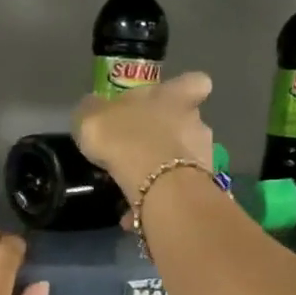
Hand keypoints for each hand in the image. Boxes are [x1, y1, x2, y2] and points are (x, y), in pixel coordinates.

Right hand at [74, 71, 214, 202]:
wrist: (156, 184)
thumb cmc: (125, 138)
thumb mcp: (92, 117)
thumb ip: (94, 111)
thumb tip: (94, 108)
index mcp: (173, 97)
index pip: (194, 82)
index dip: (184, 90)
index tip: (172, 100)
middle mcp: (195, 121)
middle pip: (189, 123)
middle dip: (170, 137)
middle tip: (143, 153)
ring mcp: (203, 155)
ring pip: (186, 160)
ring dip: (165, 172)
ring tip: (138, 189)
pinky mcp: (201, 187)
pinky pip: (178, 191)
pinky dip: (160, 200)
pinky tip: (138, 212)